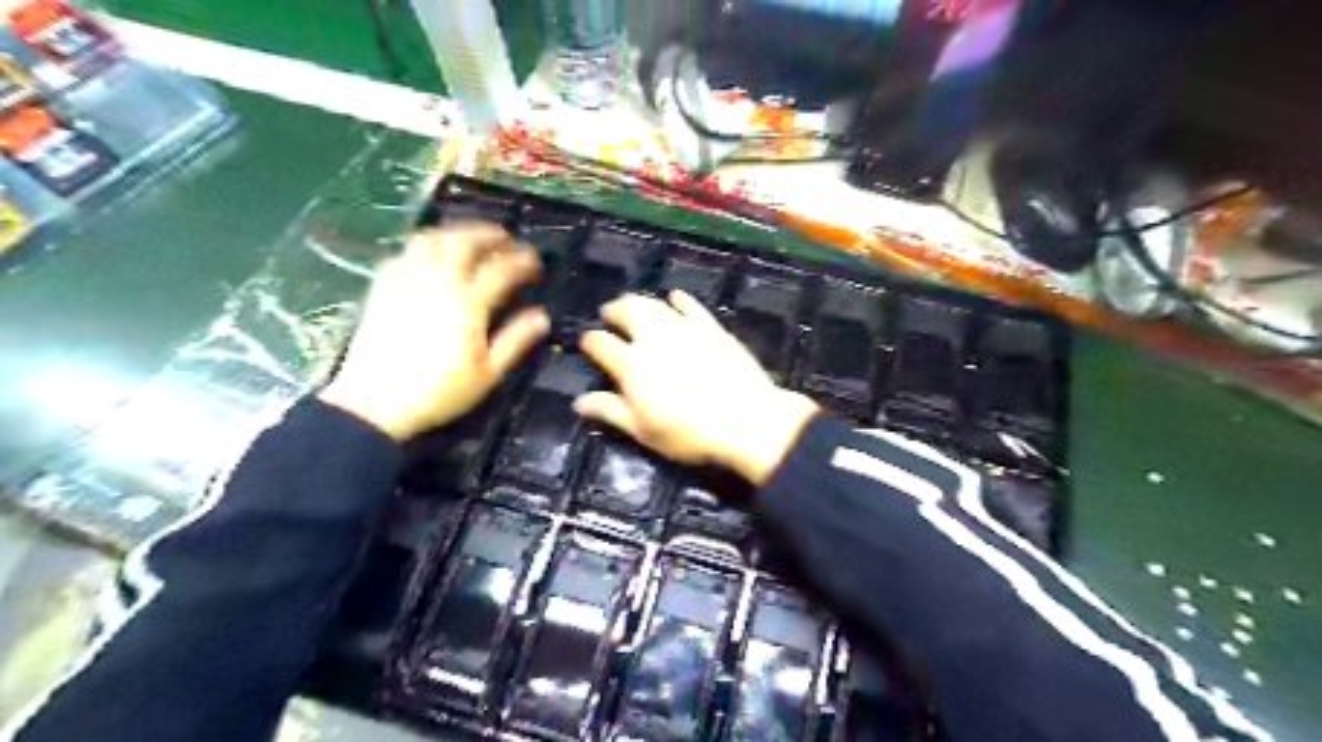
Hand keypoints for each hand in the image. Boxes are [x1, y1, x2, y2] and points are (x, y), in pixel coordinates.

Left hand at [321, 223, 549, 438]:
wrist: (375, 402)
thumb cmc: (439, 391)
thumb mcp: (488, 373)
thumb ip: (516, 340)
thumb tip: (541, 316)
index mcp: (468, 302)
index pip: (501, 269)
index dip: (522, 261)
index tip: (535, 261)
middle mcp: (438, 281)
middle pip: (465, 241)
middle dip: (490, 234)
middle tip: (507, 238)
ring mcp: (407, 279)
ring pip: (433, 238)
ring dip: (457, 232)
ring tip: (472, 238)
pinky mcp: (384, 286)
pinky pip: (407, 251)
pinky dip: (427, 245)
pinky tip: (433, 256)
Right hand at [577, 290, 817, 486]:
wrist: (745, 420)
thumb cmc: (688, 433)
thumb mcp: (643, 430)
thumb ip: (611, 411)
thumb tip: (578, 401)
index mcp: (632, 364)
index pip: (602, 344)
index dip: (590, 341)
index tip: (586, 342)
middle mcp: (654, 338)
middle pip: (627, 312)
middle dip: (613, 310)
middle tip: (608, 312)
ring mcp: (684, 328)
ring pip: (655, 304)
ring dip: (639, 300)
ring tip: (632, 302)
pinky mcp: (711, 327)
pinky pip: (691, 306)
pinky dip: (679, 299)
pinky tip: (674, 297)